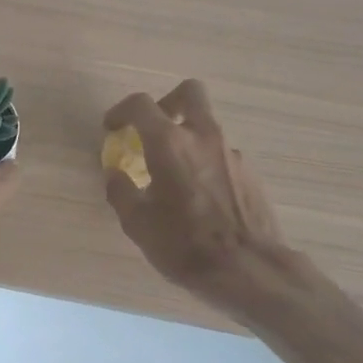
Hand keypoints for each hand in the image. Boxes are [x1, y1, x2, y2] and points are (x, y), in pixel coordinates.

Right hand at [102, 81, 303, 311]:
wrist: (248, 270)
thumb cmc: (184, 245)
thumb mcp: (137, 223)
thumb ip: (121, 191)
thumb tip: (115, 173)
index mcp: (169, 143)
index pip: (141, 104)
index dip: (121, 111)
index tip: (113, 128)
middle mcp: (203, 137)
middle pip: (189, 92)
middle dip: (168, 102)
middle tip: (154, 129)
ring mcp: (231, 153)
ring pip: (207, 127)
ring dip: (188, 138)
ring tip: (175, 176)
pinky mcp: (250, 173)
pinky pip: (221, 155)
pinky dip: (206, 163)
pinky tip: (200, 197)